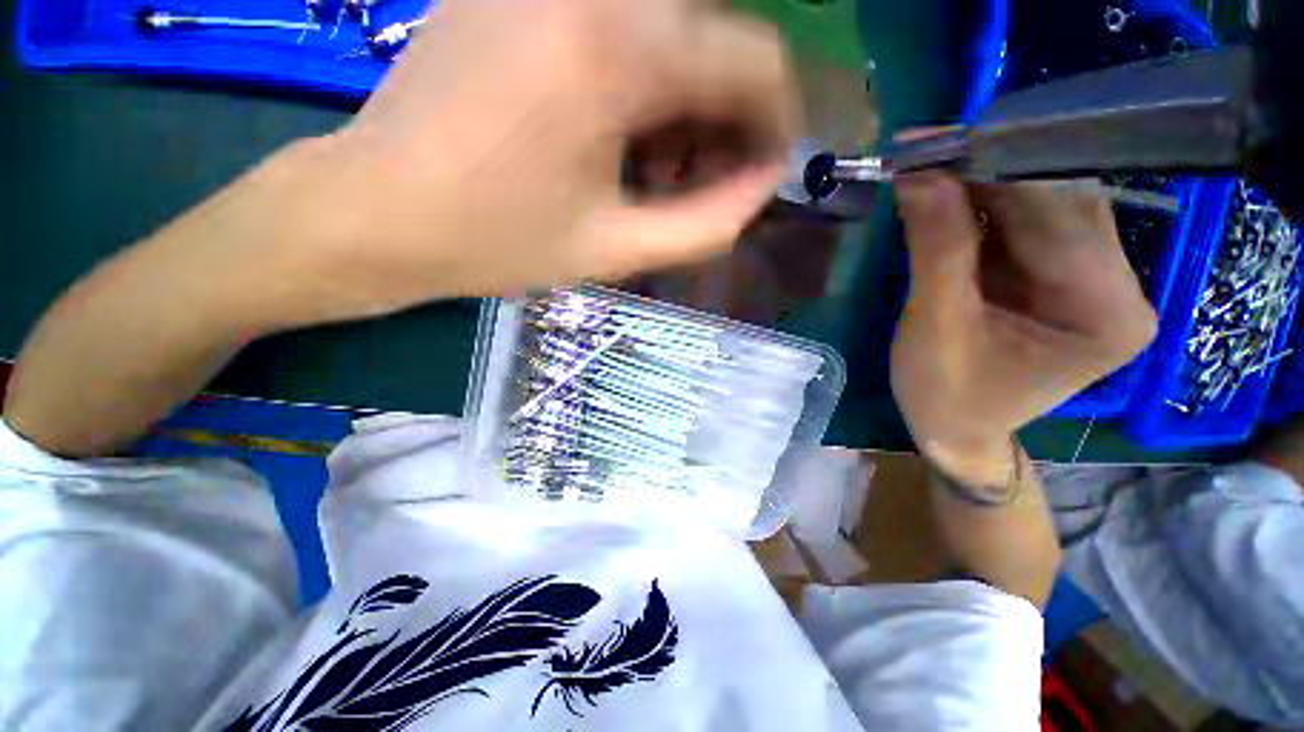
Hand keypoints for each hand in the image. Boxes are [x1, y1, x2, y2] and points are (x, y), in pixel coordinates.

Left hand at [265, 0, 796, 323]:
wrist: (376, 211)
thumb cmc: (496, 243)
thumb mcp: (615, 251)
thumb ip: (706, 224)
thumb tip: (763, 185)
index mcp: (616, 48)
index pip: (753, 57)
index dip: (774, 119)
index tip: (764, 170)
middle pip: (714, 36)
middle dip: (726, 117)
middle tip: (704, 183)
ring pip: (670, 28)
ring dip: (685, 102)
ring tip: (658, 171)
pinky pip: (620, 22)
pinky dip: (643, 79)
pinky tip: (619, 134)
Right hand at [891, 172, 1156, 481]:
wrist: (955, 428)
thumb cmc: (944, 394)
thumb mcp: (934, 327)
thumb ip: (936, 250)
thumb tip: (920, 175)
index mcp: (1106, 312)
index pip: (1059, 215)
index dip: (994, 172)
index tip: (929, 148)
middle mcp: (1120, 288)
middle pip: (1059, 202)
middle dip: (986, 174)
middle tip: (921, 156)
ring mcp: (1097, 280)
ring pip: (1044, 205)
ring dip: (982, 187)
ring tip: (927, 174)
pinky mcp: (1067, 278)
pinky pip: (1028, 224)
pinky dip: (984, 207)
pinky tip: (946, 201)